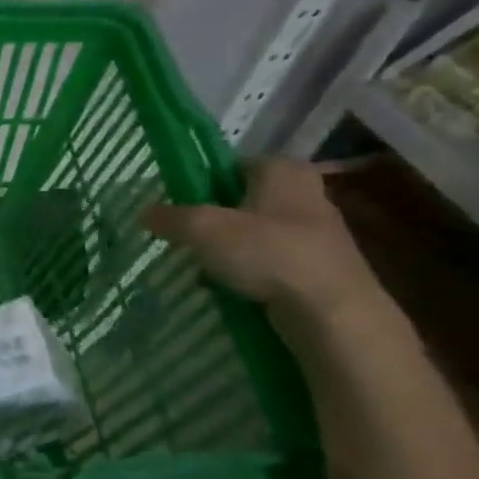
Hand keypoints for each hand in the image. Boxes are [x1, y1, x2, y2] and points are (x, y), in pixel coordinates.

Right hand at [143, 157, 387, 325]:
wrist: (333, 314)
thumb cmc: (269, 254)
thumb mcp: (202, 229)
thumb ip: (170, 217)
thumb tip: (145, 213)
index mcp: (282, 170)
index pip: (232, 164)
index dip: (202, 181)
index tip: (178, 203)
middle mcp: (306, 194)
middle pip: (244, 200)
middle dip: (216, 218)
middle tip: (186, 235)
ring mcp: (318, 234)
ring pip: (257, 233)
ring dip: (231, 249)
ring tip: (203, 266)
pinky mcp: (321, 269)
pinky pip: (272, 262)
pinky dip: (251, 272)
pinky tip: (231, 289)